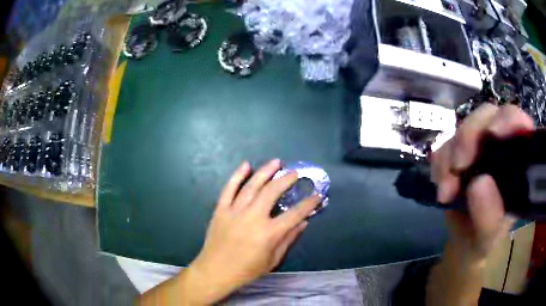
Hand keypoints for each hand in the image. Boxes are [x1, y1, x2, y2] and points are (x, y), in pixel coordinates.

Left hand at [186, 159, 320, 303]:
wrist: (215, 271)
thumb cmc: (246, 270)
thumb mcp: (272, 260)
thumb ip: (288, 239)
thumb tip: (303, 222)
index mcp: (268, 233)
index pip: (294, 214)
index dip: (308, 204)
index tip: (317, 195)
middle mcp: (252, 217)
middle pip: (272, 192)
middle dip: (286, 180)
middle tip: (295, 173)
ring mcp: (234, 211)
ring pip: (252, 186)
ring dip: (265, 171)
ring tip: (276, 162)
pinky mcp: (220, 209)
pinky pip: (229, 188)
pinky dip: (237, 175)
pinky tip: (246, 165)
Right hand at [432, 104, 534, 262]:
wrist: (463, 242)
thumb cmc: (483, 240)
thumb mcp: (487, 238)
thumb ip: (489, 217)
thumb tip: (478, 183)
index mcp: (518, 163)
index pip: (519, 124)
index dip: (509, 119)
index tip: (493, 133)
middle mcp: (501, 147)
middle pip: (488, 115)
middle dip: (471, 135)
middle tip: (458, 165)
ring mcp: (480, 146)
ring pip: (465, 126)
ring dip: (451, 153)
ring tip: (445, 189)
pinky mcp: (460, 151)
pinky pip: (446, 143)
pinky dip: (440, 161)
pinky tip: (440, 184)